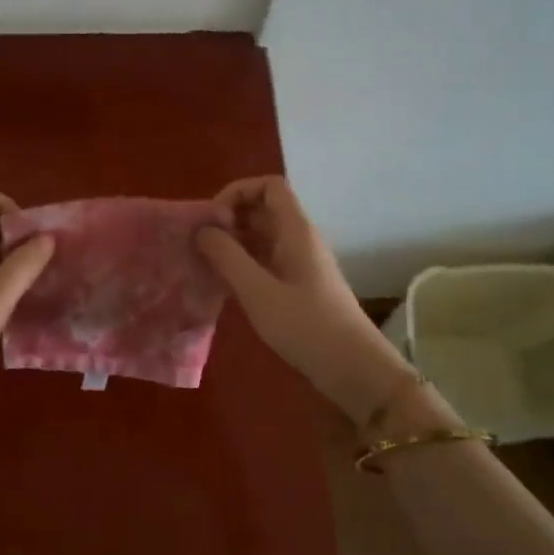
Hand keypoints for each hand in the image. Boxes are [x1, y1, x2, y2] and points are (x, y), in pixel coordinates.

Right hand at [196, 177, 420, 421]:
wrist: (353, 368)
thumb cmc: (306, 327)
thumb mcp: (258, 291)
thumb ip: (226, 257)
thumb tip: (201, 229)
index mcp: (296, 231)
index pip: (269, 186)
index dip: (237, 192)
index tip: (212, 220)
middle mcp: (300, 239)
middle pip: (263, 209)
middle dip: (228, 218)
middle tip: (199, 244)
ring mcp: (300, 263)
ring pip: (262, 236)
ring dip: (232, 243)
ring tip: (204, 263)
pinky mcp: (298, 286)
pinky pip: (265, 260)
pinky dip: (242, 264)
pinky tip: (223, 284)